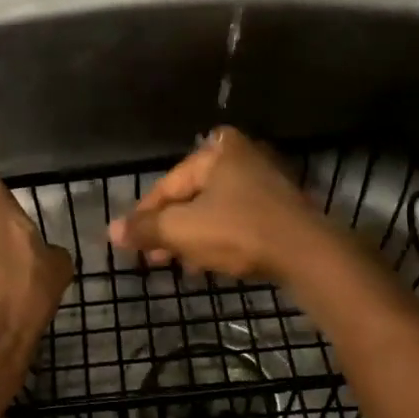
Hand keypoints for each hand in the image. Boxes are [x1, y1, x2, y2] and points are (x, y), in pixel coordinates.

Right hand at [108, 127, 332, 281]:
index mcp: (217, 152)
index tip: (130, 243)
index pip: (167, 186)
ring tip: (178, 264)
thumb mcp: (183, 231)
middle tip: (154, 258)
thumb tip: (111, 231)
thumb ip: (146, 229)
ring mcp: (264, 182)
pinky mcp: (279, 208)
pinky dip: (218, 238)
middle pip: (190, 196)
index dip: (144, 216)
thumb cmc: (239, 232)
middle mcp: (241, 157)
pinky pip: (236, 220)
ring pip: (213, 210)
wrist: (307, 254)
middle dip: (169, 229)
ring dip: (192, 237)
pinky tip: (207, 263)